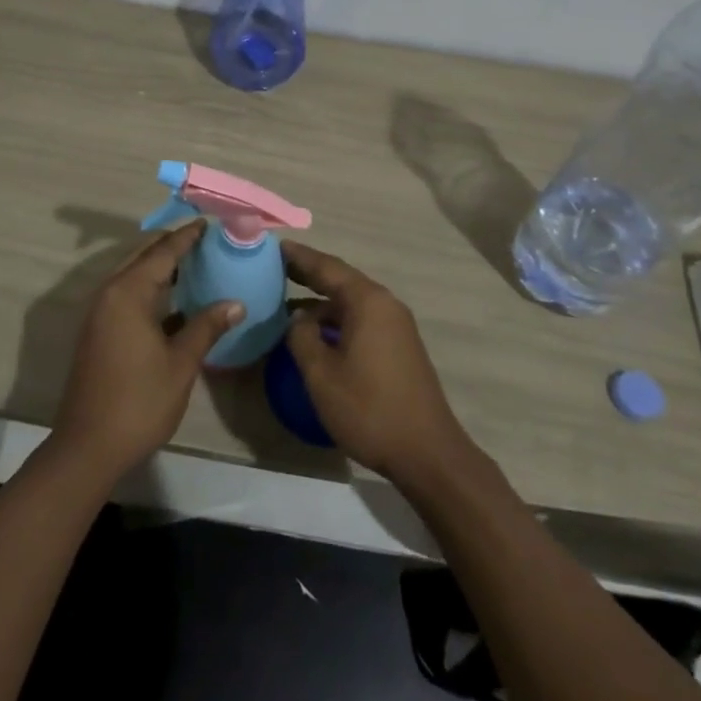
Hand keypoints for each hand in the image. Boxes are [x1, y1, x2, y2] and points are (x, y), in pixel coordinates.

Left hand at [52, 221, 243, 482]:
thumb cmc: (139, 401)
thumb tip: (236, 303)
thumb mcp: (181, 363)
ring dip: (159, 266)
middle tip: (204, 239)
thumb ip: (207, 326)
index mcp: (128, 292)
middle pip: (144, 257)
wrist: (88, 447)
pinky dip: (149, 287)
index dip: (187, 237)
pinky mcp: (98, 331)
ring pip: (133, 275)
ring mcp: (100, 313)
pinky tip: (173, 299)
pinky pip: (126, 294)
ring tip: (193, 262)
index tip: (208, 223)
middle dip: (172, 245)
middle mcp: (110, 293)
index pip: (163, 252)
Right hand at [283, 241, 472, 486]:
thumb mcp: (322, 375)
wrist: (427, 453)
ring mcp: (395, 325)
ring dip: (321, 300)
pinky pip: (361, 318)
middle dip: (308, 273)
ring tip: (286, 301)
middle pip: (340, 279)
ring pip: (351, 301)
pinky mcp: (399, 345)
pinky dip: (336, 318)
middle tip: (274, 268)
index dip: (298, 256)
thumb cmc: (369, 409)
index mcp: (367, 301)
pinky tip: (316, 333)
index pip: (326, 267)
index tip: (273, 246)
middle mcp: (384, 303)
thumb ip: (302, 337)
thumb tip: (297, 317)